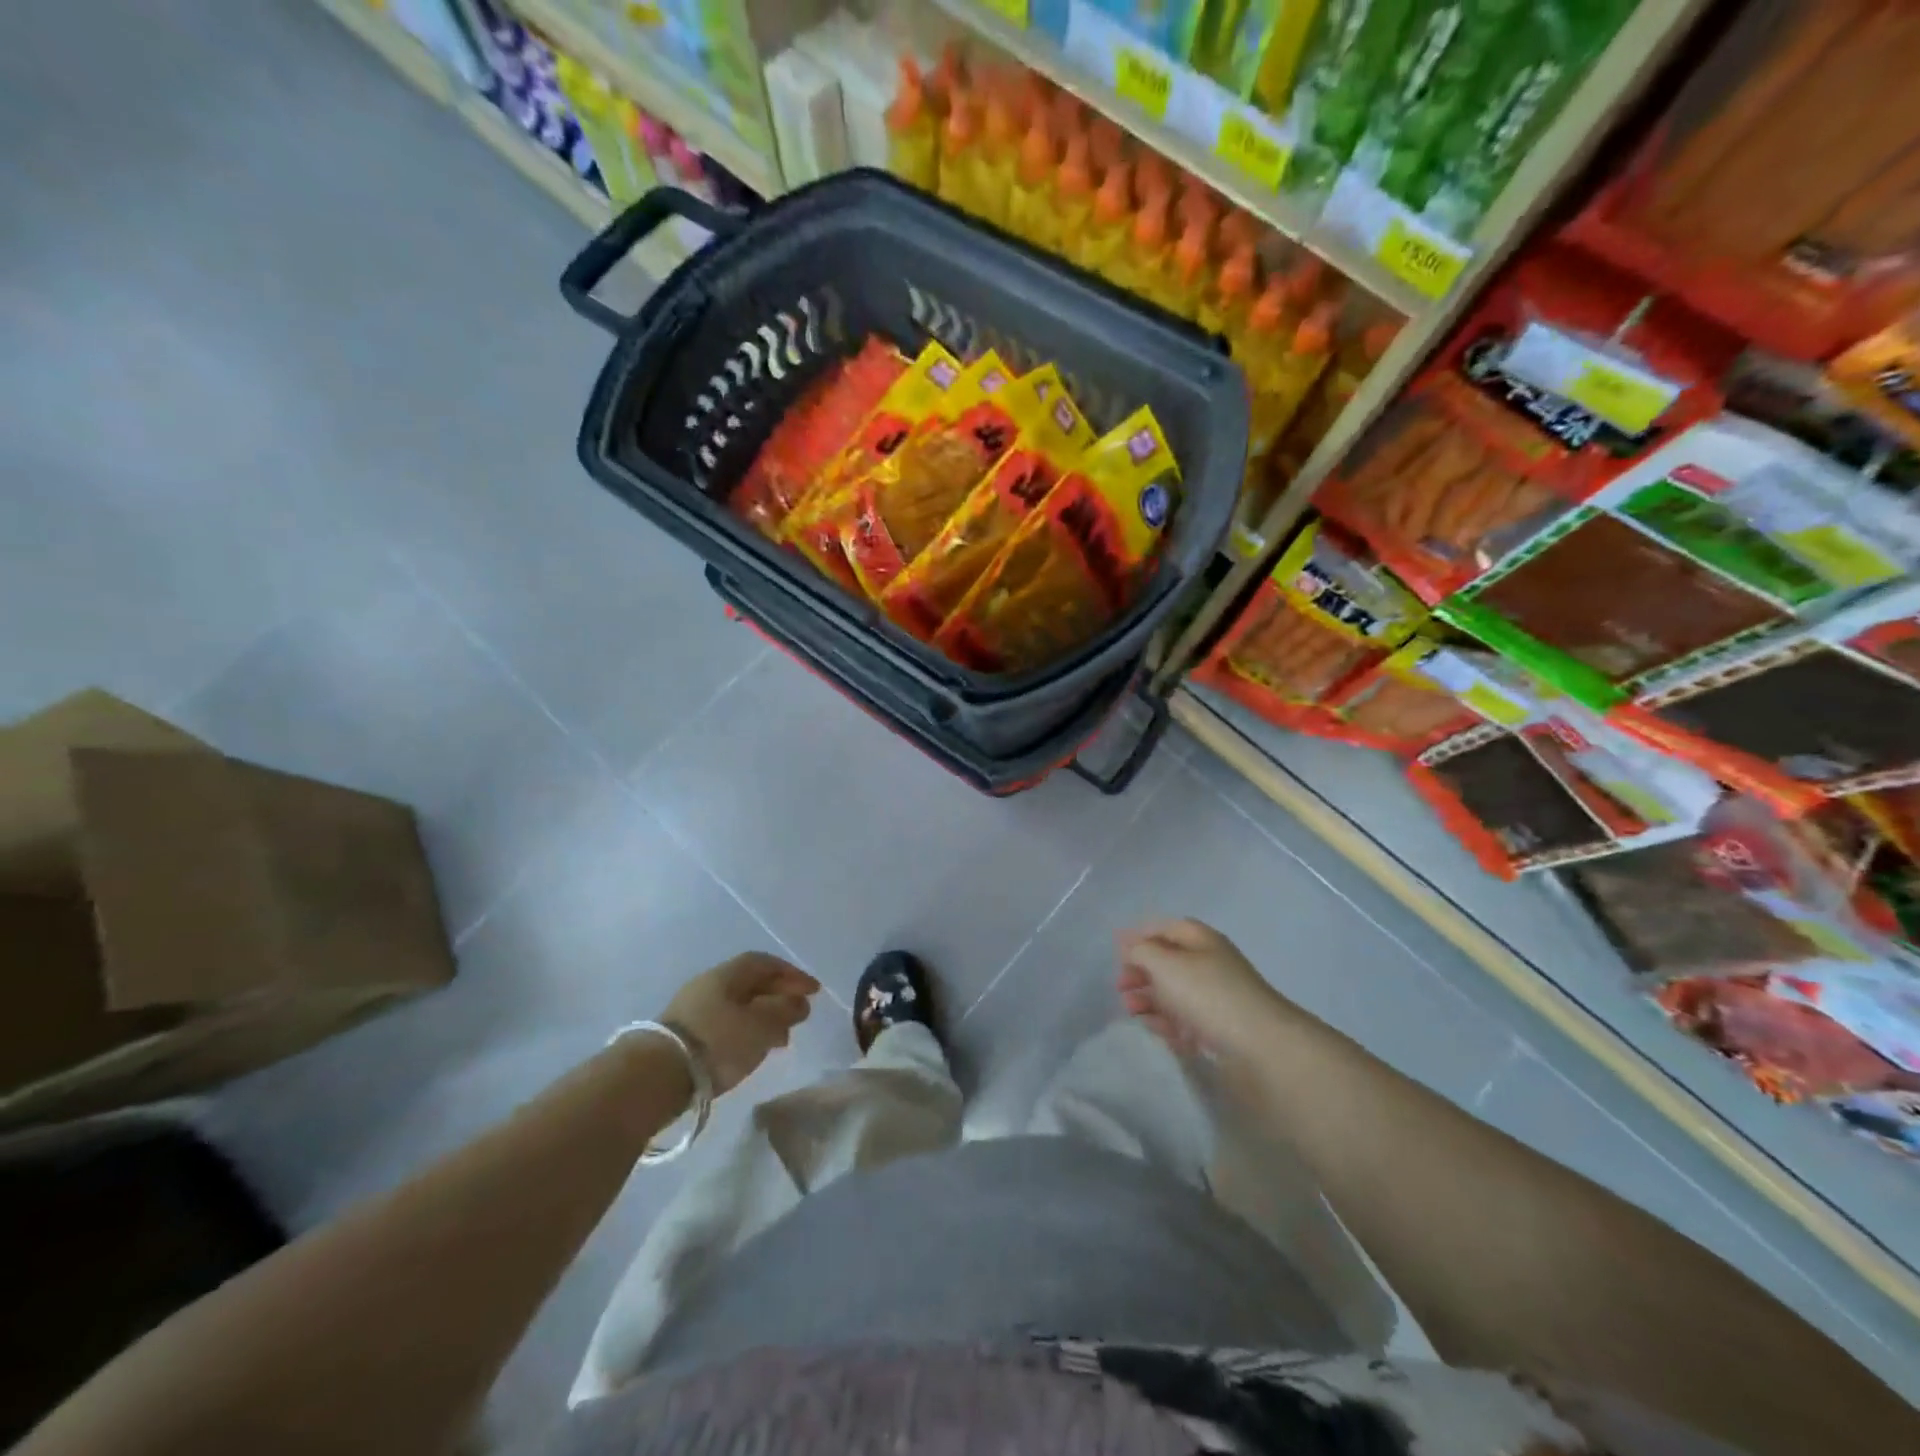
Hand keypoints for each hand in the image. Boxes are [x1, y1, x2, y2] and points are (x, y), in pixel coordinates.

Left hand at [661, 953, 820, 1093]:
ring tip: (782, 1038)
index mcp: (726, 974)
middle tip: (800, 1013)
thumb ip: (785, 1011)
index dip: (792, 974)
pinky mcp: (683, 1036)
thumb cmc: (717, 1042)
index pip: (765, 963)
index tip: (814, 991)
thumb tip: (800, 1002)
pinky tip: (753, 1050)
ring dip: (763, 1017)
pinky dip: (746, 1032)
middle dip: (778, 996)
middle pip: (751, 984)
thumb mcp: (761, 1025)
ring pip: (738, 1006)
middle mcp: (708, 985)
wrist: (655, 1077)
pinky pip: (725, 1025)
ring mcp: (692, 1011)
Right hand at [1116, 918, 1287, 1061]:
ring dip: (1149, 1000)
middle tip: (1122, 987)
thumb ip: (1141, 951)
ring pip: (1175, 994)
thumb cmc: (1207, 994)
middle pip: (1168, 962)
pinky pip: (1186, 1021)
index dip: (1141, 936)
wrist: (1260, 1046)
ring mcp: (1216, 999)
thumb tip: (1131, 947)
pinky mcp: (1219, 1030)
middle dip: (1141, 972)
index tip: (1117, 952)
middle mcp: (1210, 965)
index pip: (1167, 928)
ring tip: (1132, 1011)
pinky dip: (1168, 1024)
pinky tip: (1155, 1030)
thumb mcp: (1165, 964)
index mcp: (1202, 941)